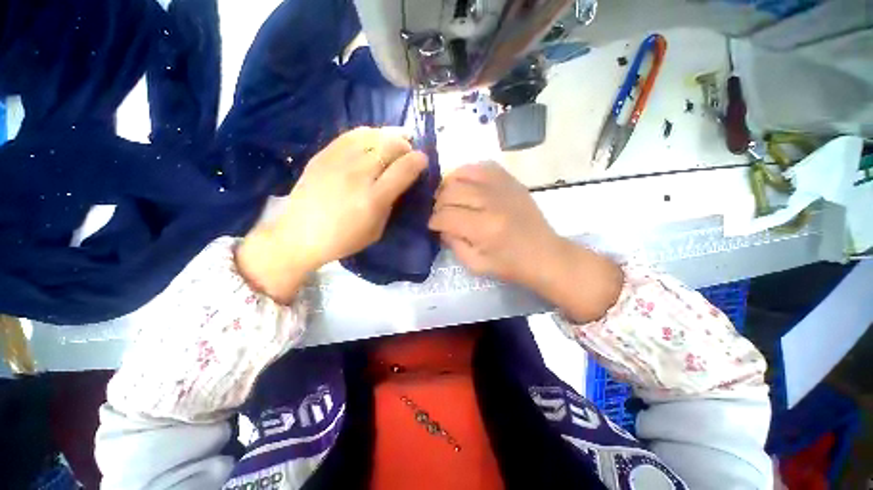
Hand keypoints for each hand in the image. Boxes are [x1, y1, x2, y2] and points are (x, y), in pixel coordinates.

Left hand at [238, 127, 427, 301]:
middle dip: (405, 145)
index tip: (423, 159)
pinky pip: (351, 135)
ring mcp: (338, 161)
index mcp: (373, 199)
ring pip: (371, 135)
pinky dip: (368, 133)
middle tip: (409, 151)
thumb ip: (390, 203)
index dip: (418, 160)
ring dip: (389, 136)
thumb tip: (400, 181)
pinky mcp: (323, 155)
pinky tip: (373, 138)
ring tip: (395, 140)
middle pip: (389, 146)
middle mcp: (358, 175)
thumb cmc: (344, 239)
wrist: (300, 234)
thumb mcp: (377, 229)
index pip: (403, 169)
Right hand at [429, 163, 622, 321]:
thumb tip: (441, 226)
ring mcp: (502, 187)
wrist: (544, 254)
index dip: (434, 221)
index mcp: (483, 228)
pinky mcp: (510, 181)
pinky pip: (481, 166)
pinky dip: (467, 172)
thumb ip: (453, 244)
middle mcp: (491, 202)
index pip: (446, 216)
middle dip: (438, 204)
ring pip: (462, 174)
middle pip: (450, 192)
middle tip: (440, 214)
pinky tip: (464, 184)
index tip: (433, 226)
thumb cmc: (510, 265)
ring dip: (449, 186)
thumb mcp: (475, 264)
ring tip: (448, 197)